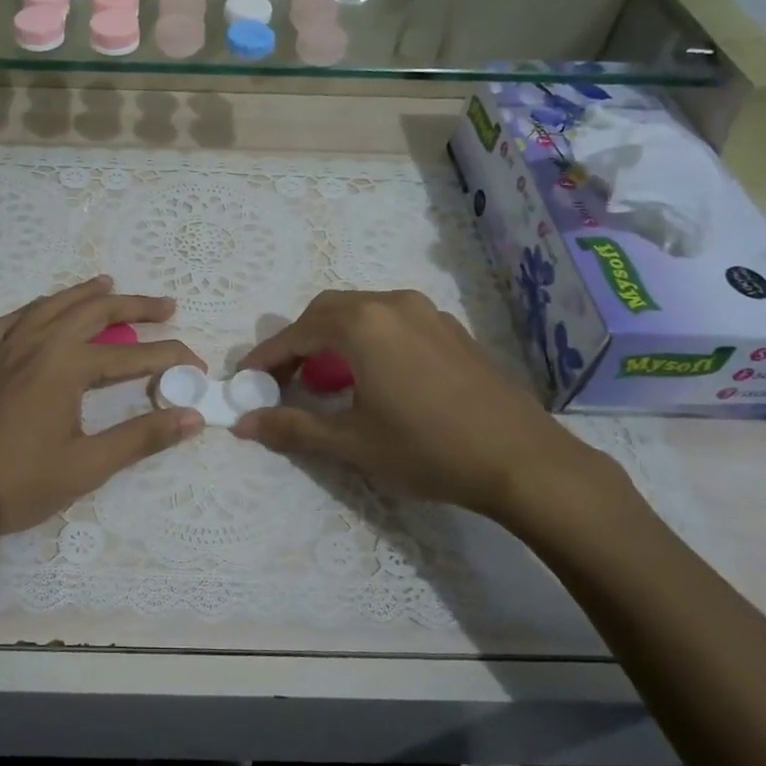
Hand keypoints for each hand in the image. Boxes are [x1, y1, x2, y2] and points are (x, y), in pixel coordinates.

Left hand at [0, 277, 204, 538]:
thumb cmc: (19, 484)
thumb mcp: (88, 466)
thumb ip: (142, 437)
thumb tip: (193, 417)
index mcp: (66, 366)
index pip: (131, 355)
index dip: (169, 357)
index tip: (197, 365)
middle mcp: (35, 345)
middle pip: (92, 312)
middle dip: (133, 306)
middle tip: (164, 306)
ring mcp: (1, 350)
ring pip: (48, 307)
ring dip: (82, 294)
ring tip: (107, 285)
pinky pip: (7, 322)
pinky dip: (32, 310)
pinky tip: (38, 312)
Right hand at [233, 289, 615, 526]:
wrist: (522, 460)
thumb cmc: (427, 449)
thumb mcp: (352, 443)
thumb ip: (293, 427)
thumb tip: (243, 423)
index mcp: (363, 324)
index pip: (298, 333)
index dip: (267, 356)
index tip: (245, 378)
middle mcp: (393, 304)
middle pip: (328, 311)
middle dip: (299, 341)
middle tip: (284, 377)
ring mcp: (428, 313)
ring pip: (363, 311)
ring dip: (334, 337)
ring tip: (326, 377)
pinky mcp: (452, 330)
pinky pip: (394, 321)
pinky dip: (368, 339)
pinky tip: (374, 375)